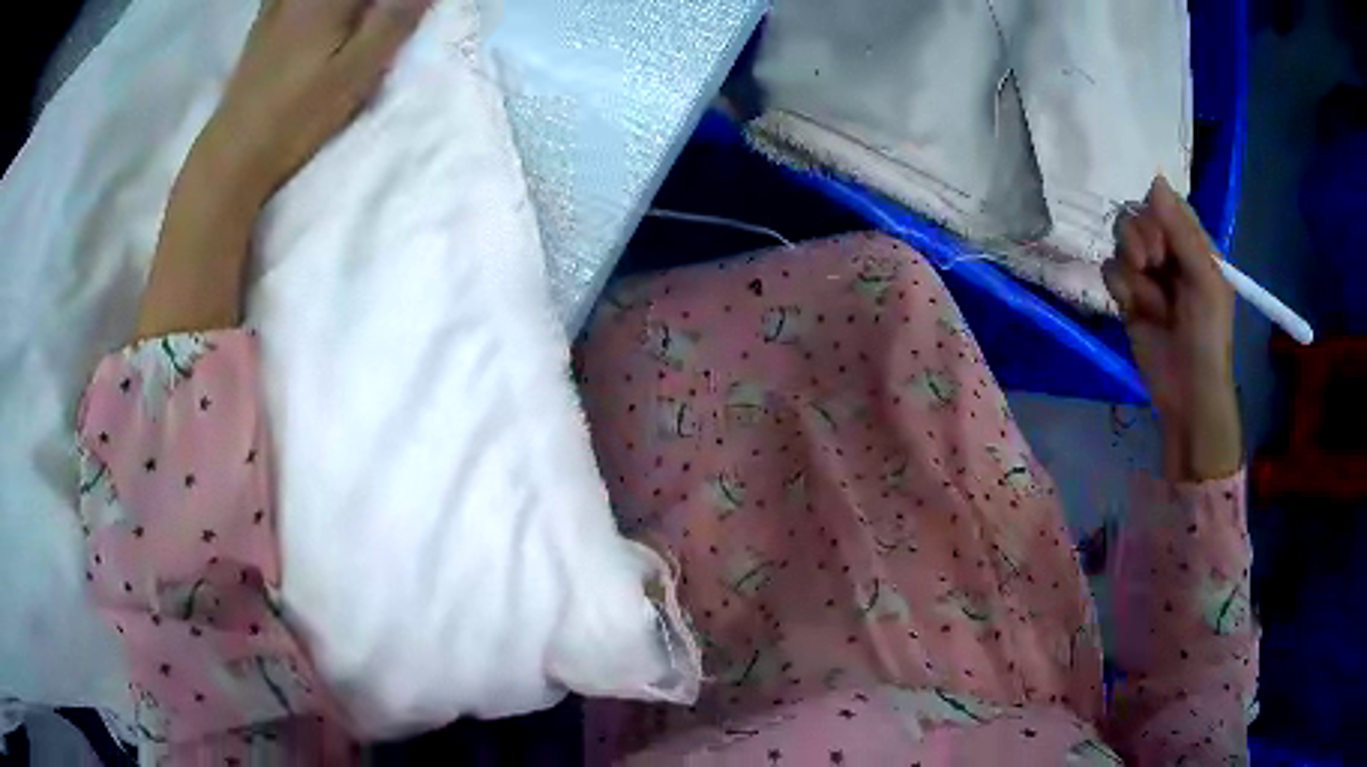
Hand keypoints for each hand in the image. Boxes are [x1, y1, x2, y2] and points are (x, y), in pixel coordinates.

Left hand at [135, 0, 430, 339]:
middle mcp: (286, 13)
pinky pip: (275, 12)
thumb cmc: (285, 136)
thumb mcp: (350, 83)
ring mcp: (262, 37)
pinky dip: (290, 7)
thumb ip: (389, 28)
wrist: (218, 182)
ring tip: (337, 12)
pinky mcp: (247, 62)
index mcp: (316, 13)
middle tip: (372, 2)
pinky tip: (296, 18)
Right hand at [1103, 177, 1241, 481]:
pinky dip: (1120, 287)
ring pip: (1121, 242)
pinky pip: (1110, 271)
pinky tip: (1134, 309)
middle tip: (1152, 267)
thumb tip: (1154, 179)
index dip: (1157, 214)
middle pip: (1138, 217)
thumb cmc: (1208, 337)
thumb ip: (1182, 232)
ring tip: (1148, 299)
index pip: (1166, 205)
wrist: (1188, 394)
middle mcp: (1169, 254)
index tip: (1160, 239)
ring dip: (1131, 268)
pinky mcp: (1128, 297)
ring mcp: (1147, 276)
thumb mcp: (1204, 281)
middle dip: (1140, 240)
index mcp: (1193, 245)